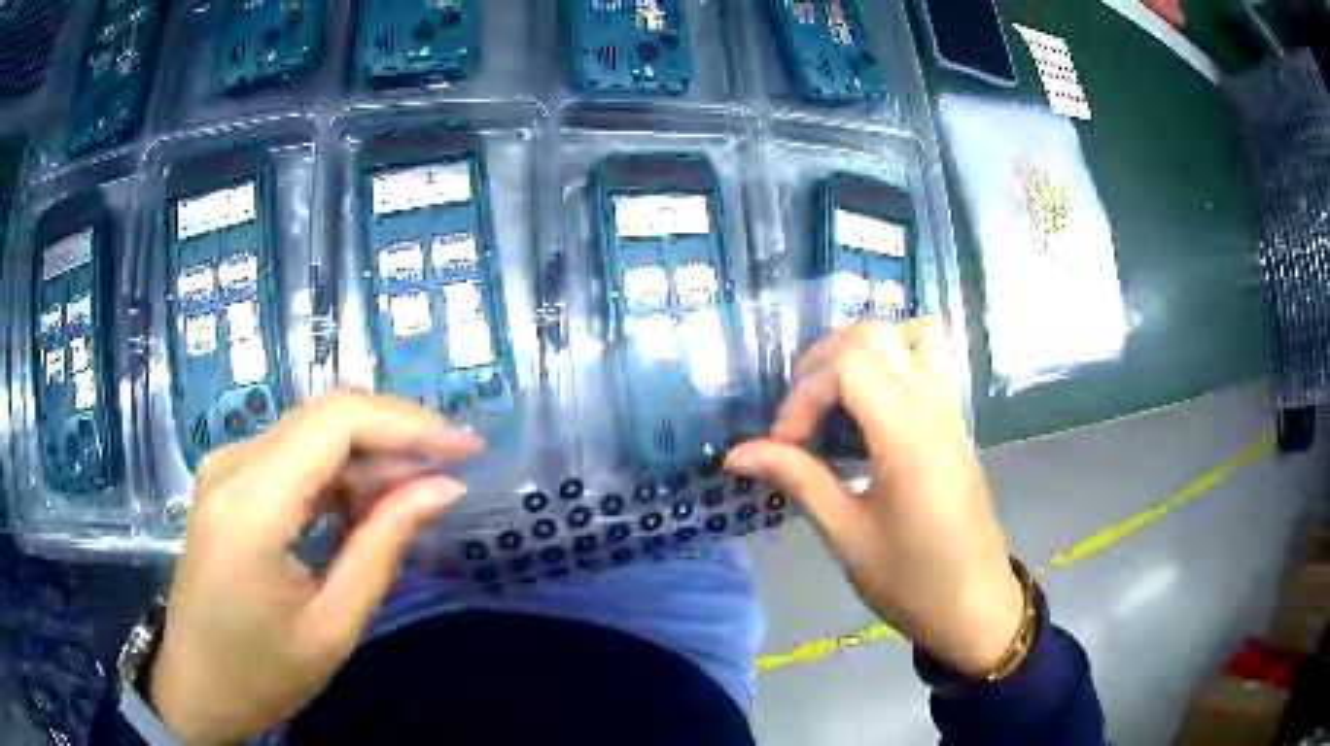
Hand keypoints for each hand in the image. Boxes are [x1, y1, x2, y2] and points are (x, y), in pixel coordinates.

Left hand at [149, 391, 480, 744]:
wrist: (195, 686)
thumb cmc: (262, 674)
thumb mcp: (332, 626)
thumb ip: (383, 548)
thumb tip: (443, 489)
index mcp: (252, 504)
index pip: (337, 422)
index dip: (409, 424)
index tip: (466, 449)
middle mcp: (233, 465)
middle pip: (326, 416)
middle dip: (396, 435)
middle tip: (449, 472)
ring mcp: (226, 468)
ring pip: (312, 431)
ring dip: (369, 456)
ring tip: (416, 496)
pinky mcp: (228, 481)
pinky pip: (293, 456)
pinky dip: (338, 472)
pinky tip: (365, 506)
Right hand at [726, 318, 1022, 675]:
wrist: (975, 606)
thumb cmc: (910, 581)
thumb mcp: (847, 535)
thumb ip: (799, 479)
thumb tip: (737, 453)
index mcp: (907, 436)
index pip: (847, 367)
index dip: (803, 396)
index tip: (783, 446)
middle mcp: (933, 407)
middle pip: (876, 334)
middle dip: (824, 361)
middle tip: (802, 414)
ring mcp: (951, 411)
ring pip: (912, 335)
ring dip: (865, 352)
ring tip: (837, 398)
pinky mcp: (957, 423)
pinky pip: (929, 362)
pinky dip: (894, 363)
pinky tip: (871, 411)